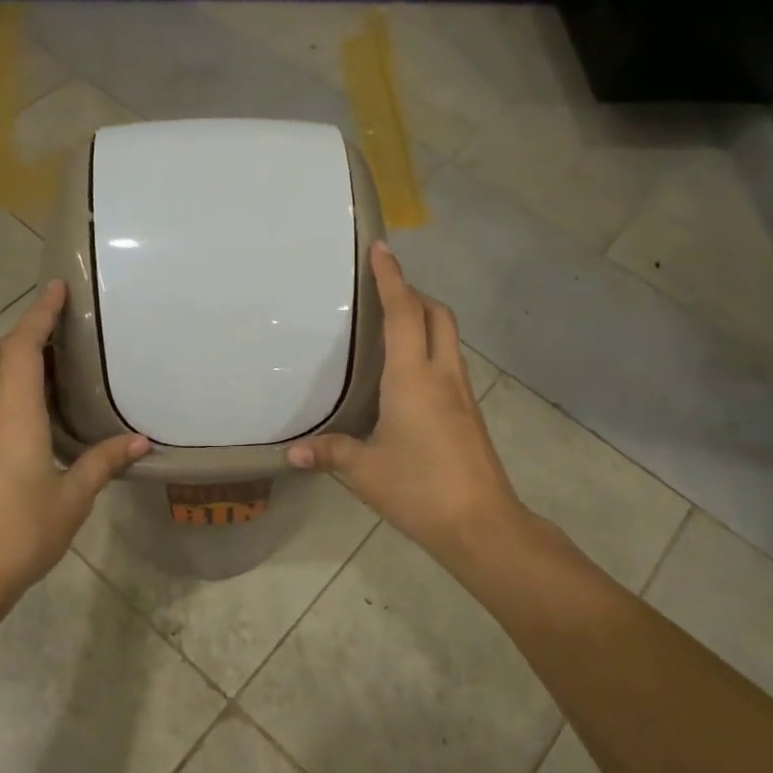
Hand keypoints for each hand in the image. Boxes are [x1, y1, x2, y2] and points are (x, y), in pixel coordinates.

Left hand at [0, 281, 148, 611]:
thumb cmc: (22, 532)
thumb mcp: (72, 498)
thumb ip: (104, 462)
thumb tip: (141, 441)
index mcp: (13, 416)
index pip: (23, 348)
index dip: (38, 314)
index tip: (56, 287)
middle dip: (23, 331)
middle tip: (61, 330)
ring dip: (12, 358)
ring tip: (53, 366)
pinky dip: (5, 385)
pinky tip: (32, 410)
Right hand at [288, 243, 528, 568]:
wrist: (481, 524)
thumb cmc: (418, 488)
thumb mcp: (364, 471)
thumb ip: (328, 454)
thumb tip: (291, 453)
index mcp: (413, 377)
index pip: (404, 313)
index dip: (392, 278)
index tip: (382, 249)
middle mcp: (442, 375)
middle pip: (437, 315)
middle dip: (414, 293)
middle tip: (384, 291)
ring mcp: (462, 393)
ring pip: (448, 337)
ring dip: (426, 318)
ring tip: (394, 325)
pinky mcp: (470, 412)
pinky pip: (450, 361)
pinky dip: (431, 347)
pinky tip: (410, 374)